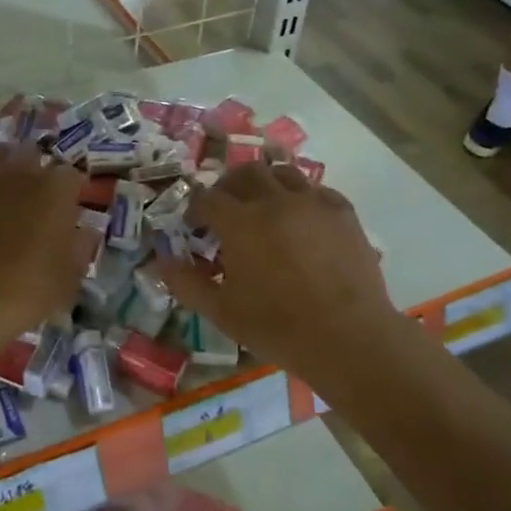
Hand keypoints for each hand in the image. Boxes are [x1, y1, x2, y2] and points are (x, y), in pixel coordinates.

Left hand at [0, 142, 96, 335]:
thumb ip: (80, 248)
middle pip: (31, 153)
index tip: (68, 207)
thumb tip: (86, 231)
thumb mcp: (69, 277)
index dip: (70, 191)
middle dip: (32, 169)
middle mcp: (21, 171)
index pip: (71, 176)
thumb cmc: (29, 289)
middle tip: (30, 194)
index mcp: (57, 189)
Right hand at [154, 161, 394, 377]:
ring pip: (283, 172)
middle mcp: (275, 201)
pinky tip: (300, 219)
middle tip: (226, 209)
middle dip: (229, 186)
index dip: (196, 209)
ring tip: (263, 206)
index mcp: (241, 222)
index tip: (195, 226)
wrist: (348, 337)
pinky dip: (300, 197)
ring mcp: (313, 202)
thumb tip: (161, 260)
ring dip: (266, 183)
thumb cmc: (278, 328)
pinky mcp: (343, 212)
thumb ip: (185, 283)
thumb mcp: (221, 312)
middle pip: (245, 173)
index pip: (208, 198)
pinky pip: (316, 190)